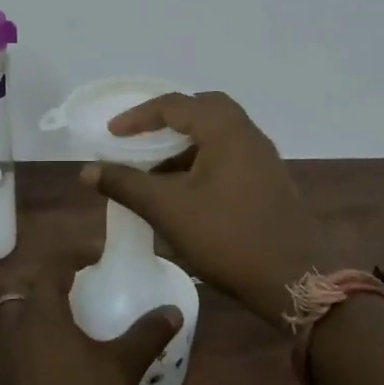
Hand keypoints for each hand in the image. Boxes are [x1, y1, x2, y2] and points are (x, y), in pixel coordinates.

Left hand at [0, 251, 181, 384]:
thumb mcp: (121, 368)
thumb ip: (146, 335)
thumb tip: (173, 311)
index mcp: (40, 313)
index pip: (51, 267)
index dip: (74, 254)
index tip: (97, 254)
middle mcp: (13, 328)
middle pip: (17, 285)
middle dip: (41, 275)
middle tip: (70, 279)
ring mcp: (0, 360)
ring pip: (9, 316)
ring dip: (32, 306)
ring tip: (64, 317)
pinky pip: (10, 346)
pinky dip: (28, 337)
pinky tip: (53, 360)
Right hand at [81, 91, 325, 329]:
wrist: (295, 279)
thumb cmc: (229, 238)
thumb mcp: (169, 210)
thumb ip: (127, 185)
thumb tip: (88, 170)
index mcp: (226, 131)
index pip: (176, 105)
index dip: (139, 117)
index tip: (112, 134)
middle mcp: (248, 135)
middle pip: (204, 109)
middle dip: (169, 119)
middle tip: (142, 137)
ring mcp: (263, 159)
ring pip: (218, 134)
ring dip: (186, 143)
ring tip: (156, 169)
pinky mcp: (269, 182)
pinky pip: (229, 156)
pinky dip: (202, 161)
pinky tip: (185, 192)